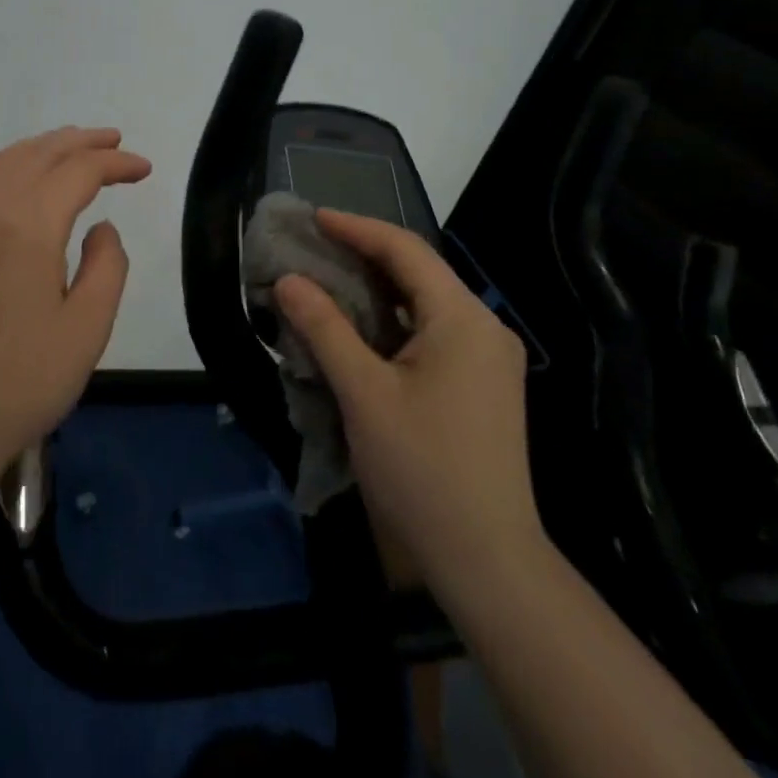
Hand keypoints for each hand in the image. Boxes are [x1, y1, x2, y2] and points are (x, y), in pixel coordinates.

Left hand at [0, 127, 151, 483]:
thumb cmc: (22, 382)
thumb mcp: (88, 330)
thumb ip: (107, 266)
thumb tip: (101, 227)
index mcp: (27, 228)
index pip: (78, 172)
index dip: (115, 163)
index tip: (144, 169)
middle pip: (38, 154)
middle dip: (81, 142)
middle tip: (115, 141)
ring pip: (3, 163)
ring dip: (43, 147)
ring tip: (74, 147)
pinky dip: (10, 166)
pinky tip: (23, 180)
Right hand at [275, 210, 540, 591]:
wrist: (487, 560)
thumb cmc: (422, 469)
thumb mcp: (363, 393)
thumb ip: (325, 328)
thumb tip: (288, 280)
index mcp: (463, 319)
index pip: (406, 250)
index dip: (357, 228)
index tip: (314, 218)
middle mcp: (484, 328)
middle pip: (419, 272)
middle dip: (365, 253)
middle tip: (315, 245)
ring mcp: (489, 358)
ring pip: (426, 303)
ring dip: (378, 287)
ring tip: (330, 277)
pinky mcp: (483, 385)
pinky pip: (433, 332)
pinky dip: (394, 320)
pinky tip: (362, 327)